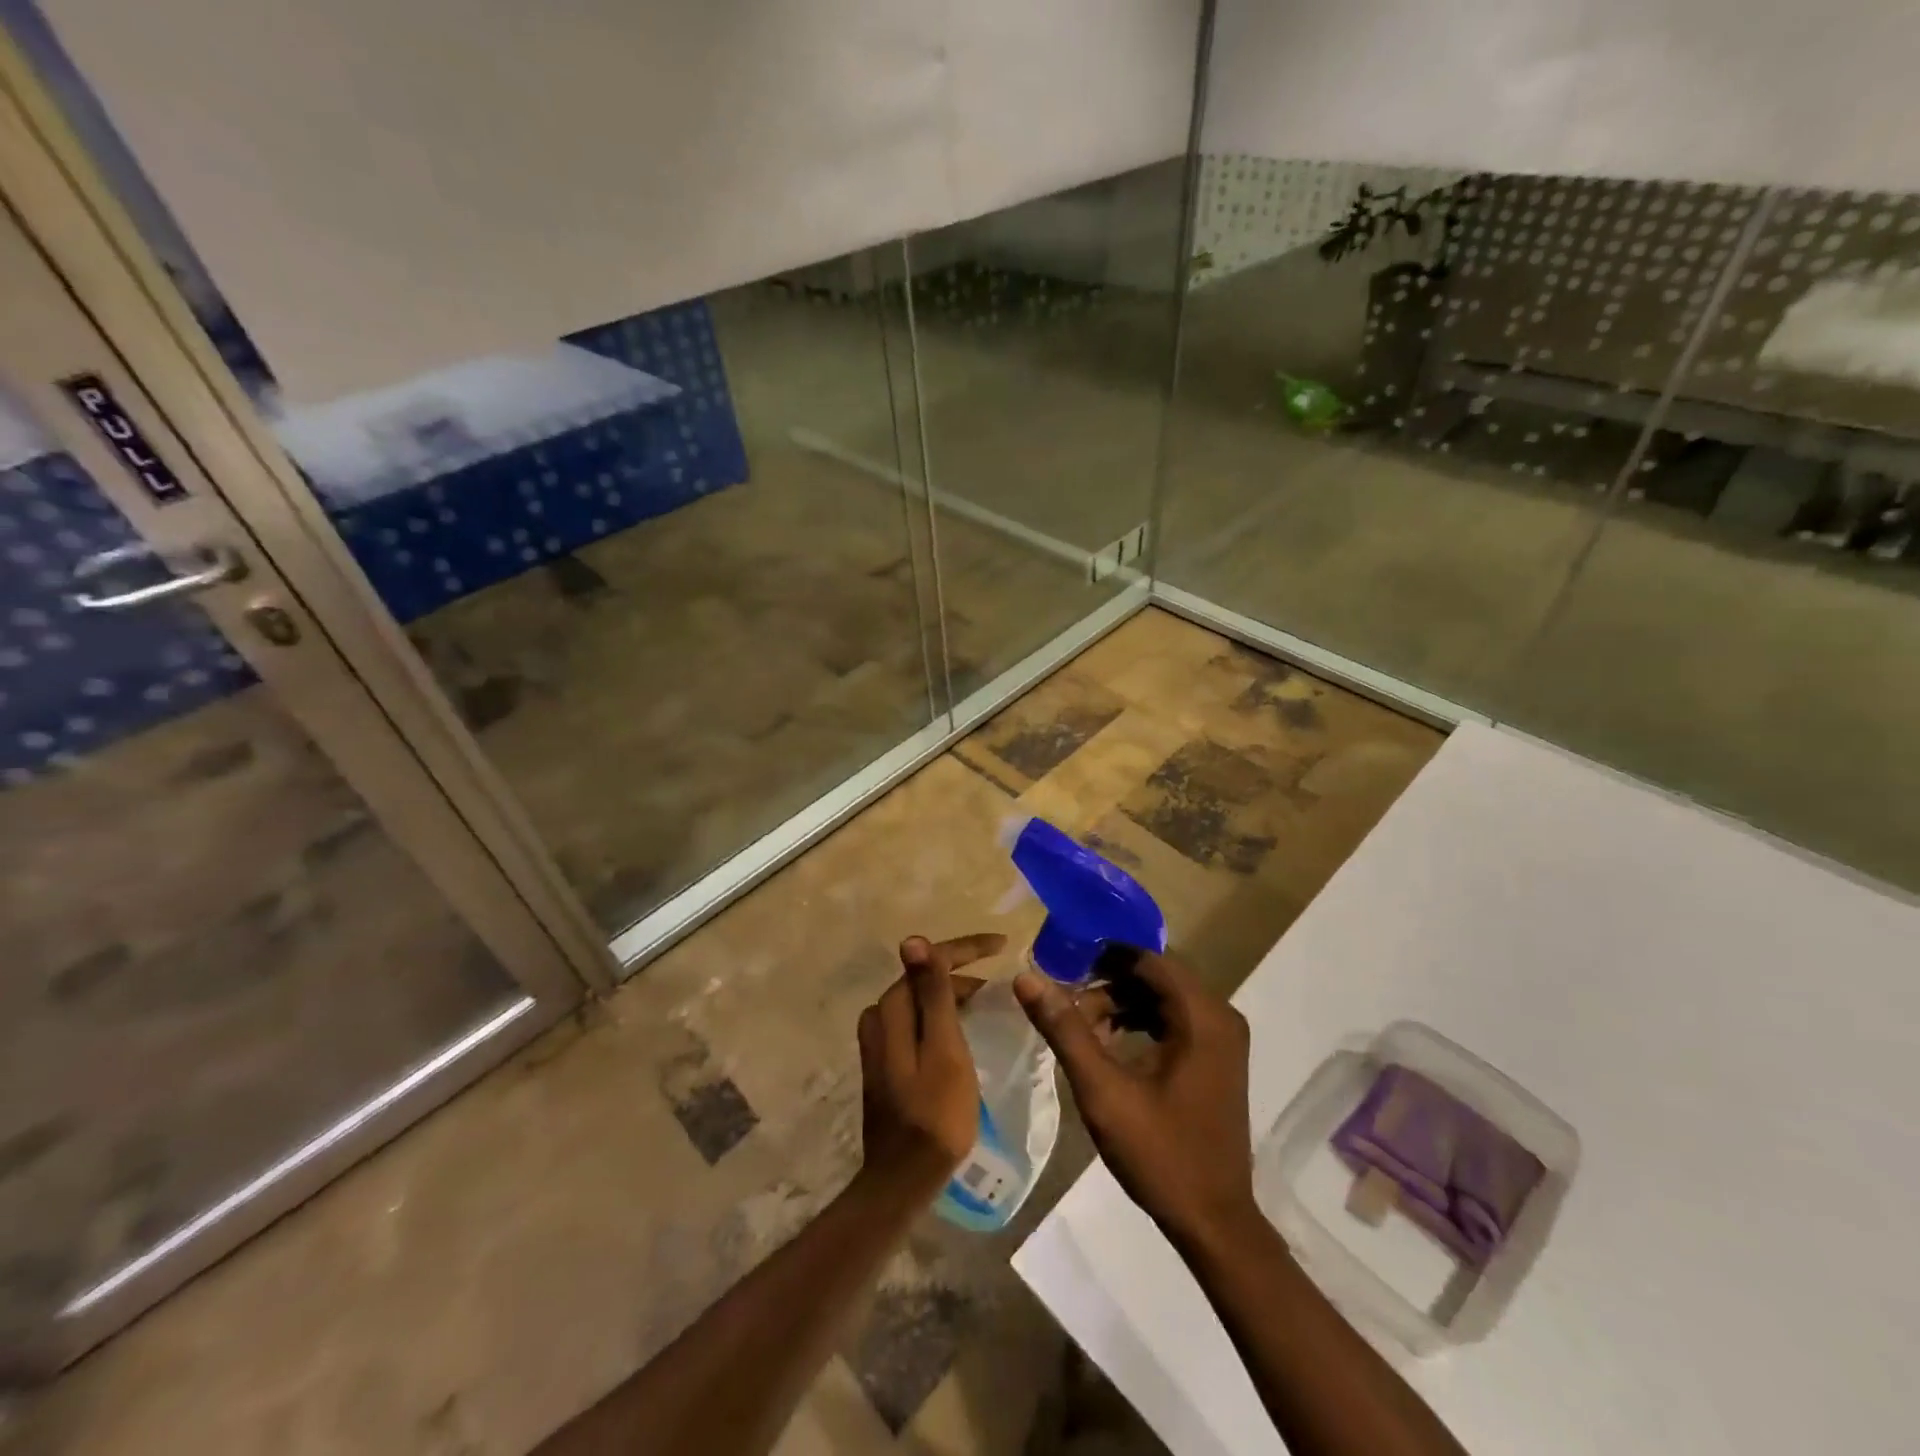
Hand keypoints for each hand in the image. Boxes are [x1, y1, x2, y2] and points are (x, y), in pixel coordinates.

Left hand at [857, 933, 1005, 1191]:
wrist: (904, 1177)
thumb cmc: (935, 1113)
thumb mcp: (943, 1049)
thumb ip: (932, 994)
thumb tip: (913, 939)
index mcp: (893, 1008)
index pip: (929, 960)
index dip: (966, 948)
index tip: (1002, 945)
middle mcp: (879, 1016)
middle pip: (923, 977)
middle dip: (961, 968)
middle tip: (998, 974)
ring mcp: (879, 1040)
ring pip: (920, 999)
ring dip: (951, 991)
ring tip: (986, 997)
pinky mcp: (886, 1060)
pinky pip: (916, 1020)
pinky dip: (940, 1014)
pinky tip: (961, 1025)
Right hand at [1014, 949, 1256, 1247]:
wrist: (1213, 1222)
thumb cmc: (1160, 1154)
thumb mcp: (1103, 1090)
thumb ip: (1065, 1029)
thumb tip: (1026, 978)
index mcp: (1203, 1015)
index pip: (1148, 959)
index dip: (1103, 957)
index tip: (1062, 967)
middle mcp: (1220, 1016)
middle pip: (1155, 976)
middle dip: (1107, 984)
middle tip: (1066, 1005)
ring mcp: (1222, 1038)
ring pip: (1161, 997)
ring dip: (1120, 1004)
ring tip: (1082, 1030)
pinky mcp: (1216, 1057)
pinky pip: (1172, 1019)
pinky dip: (1138, 1022)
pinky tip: (1109, 1046)